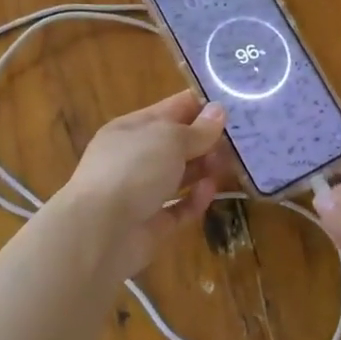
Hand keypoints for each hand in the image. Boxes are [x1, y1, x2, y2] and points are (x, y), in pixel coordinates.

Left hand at [52, 90, 228, 279]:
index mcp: (132, 128)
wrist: (98, 233)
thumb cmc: (132, 170)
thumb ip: (197, 129)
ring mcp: (142, 192)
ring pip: (180, 175)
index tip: (235, 105)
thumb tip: (218, 111)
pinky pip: (179, 208)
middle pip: (178, 143)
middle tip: (242, 140)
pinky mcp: (151, 224)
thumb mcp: (169, 139)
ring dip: (204, 168)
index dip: (201, 106)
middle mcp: (135, 157)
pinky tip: (210, 191)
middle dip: (207, 140)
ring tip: (230, 165)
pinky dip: (195, 200)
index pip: (172, 109)